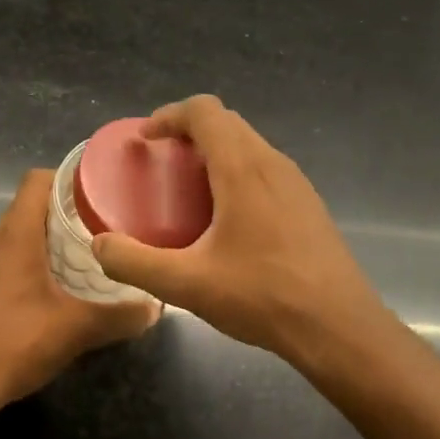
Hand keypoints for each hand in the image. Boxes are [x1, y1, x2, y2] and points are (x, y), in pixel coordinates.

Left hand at [0, 169, 158, 408]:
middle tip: (101, 231)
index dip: (67, 178)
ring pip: (14, 237)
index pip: (37, 180)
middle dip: (64, 215)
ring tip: (79, 262)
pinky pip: (1, 262)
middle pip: (29, 209)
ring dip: (44, 243)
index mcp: (14, 235)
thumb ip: (120, 316)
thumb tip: (155, 307)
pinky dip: (25, 266)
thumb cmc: (14, 344)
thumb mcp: (76, 330)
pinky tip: (47, 295)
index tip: (98, 193)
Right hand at [91, 96, 390, 375]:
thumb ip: (135, 263)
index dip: (169, 116)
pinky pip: (265, 170)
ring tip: (188, 191)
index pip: (204, 111)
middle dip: (189, 132)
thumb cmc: (263, 297)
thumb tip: (100, 245)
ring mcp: (296, 183)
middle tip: (160, 163)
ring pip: (249, 146)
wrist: (339, 327)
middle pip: (226, 124)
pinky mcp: (308, 205)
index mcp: (242, 169)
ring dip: (215, 153)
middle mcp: (272, 164)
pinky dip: (237, 174)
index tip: (145, 140)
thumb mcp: (187, 285)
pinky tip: (227, 220)